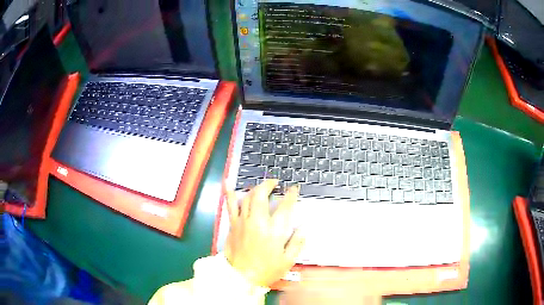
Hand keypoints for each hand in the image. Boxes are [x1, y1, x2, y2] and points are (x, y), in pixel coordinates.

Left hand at [224, 179, 304, 287]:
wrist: (241, 277)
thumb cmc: (266, 270)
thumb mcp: (288, 260)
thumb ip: (297, 243)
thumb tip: (303, 228)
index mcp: (274, 230)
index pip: (285, 206)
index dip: (291, 195)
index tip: (294, 189)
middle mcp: (258, 221)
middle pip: (262, 195)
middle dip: (269, 184)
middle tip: (275, 183)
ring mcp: (243, 221)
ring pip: (248, 197)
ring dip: (256, 188)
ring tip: (261, 186)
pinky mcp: (233, 224)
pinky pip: (230, 205)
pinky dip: (230, 193)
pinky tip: (228, 183)